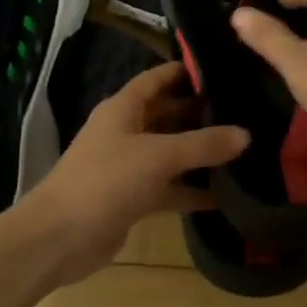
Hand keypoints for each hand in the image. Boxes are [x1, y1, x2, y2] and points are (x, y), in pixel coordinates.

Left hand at [25, 61, 249, 285]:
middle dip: (203, 113)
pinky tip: (226, 195)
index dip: (187, 71)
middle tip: (247, 111)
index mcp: (123, 108)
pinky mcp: (133, 198)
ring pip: (171, 153)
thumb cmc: (105, 181)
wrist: (59, 238)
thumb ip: (203, 144)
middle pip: (169, 114)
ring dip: (201, 153)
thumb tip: (246, 134)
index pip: (159, 78)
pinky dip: (192, 190)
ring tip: (246, 149)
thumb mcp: (158, 157)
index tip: (226, 68)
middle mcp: (126, 131)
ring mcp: (129, 166)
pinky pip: (169, 188)